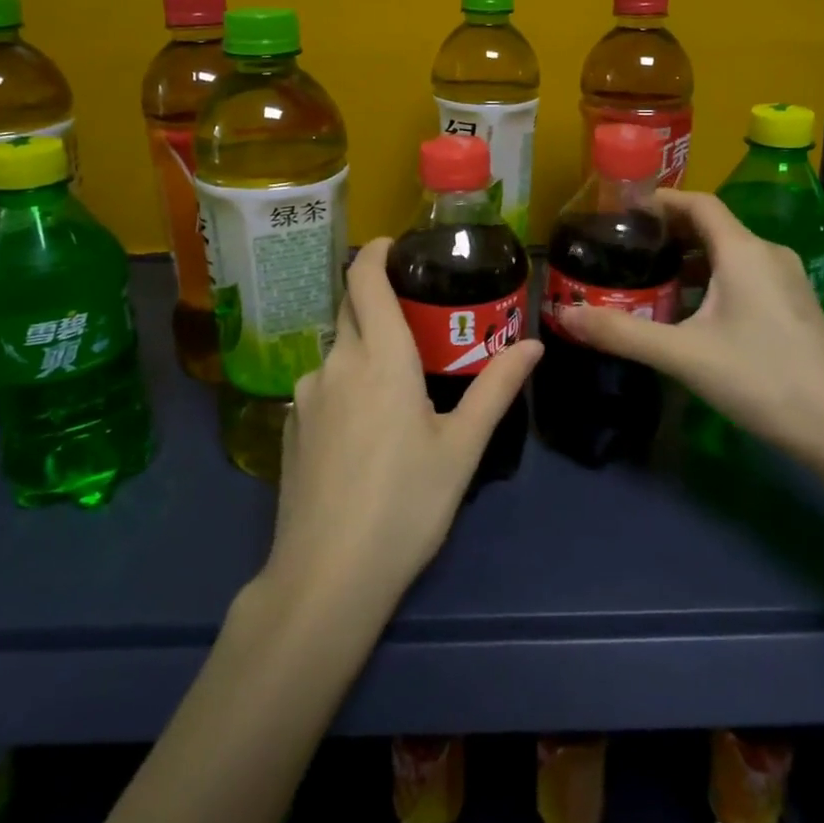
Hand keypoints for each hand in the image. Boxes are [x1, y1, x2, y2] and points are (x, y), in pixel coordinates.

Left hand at [263, 239, 542, 622]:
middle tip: (418, 316)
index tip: (396, 245)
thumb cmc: (406, 505)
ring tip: (399, 384)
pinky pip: (323, 387)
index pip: (365, 279)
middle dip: (378, 299)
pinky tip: (365, 430)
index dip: (376, 252)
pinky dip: (346, 386)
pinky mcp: (289, 427)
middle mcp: (335, 363)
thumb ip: (496, 388)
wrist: (326, 577)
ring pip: (338, 352)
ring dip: (364, 350)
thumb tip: (533, 345)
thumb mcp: (461, 447)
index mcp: (379, 357)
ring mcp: (305, 395)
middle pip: (350, 309)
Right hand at [554, 192, 823, 456]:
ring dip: (691, 259)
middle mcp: (768, 254)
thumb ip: (622, 333)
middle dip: (670, 231)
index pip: (698, 203)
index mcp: (744, 251)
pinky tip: (691, 311)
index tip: (624, 210)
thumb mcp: (683, 355)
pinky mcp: (794, 305)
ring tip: (651, 278)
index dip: (661, 200)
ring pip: (730, 253)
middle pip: (713, 226)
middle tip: (628, 247)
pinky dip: (712, 278)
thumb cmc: (760, 379)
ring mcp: (787, 280)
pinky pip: (745, 275)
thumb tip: (565, 316)